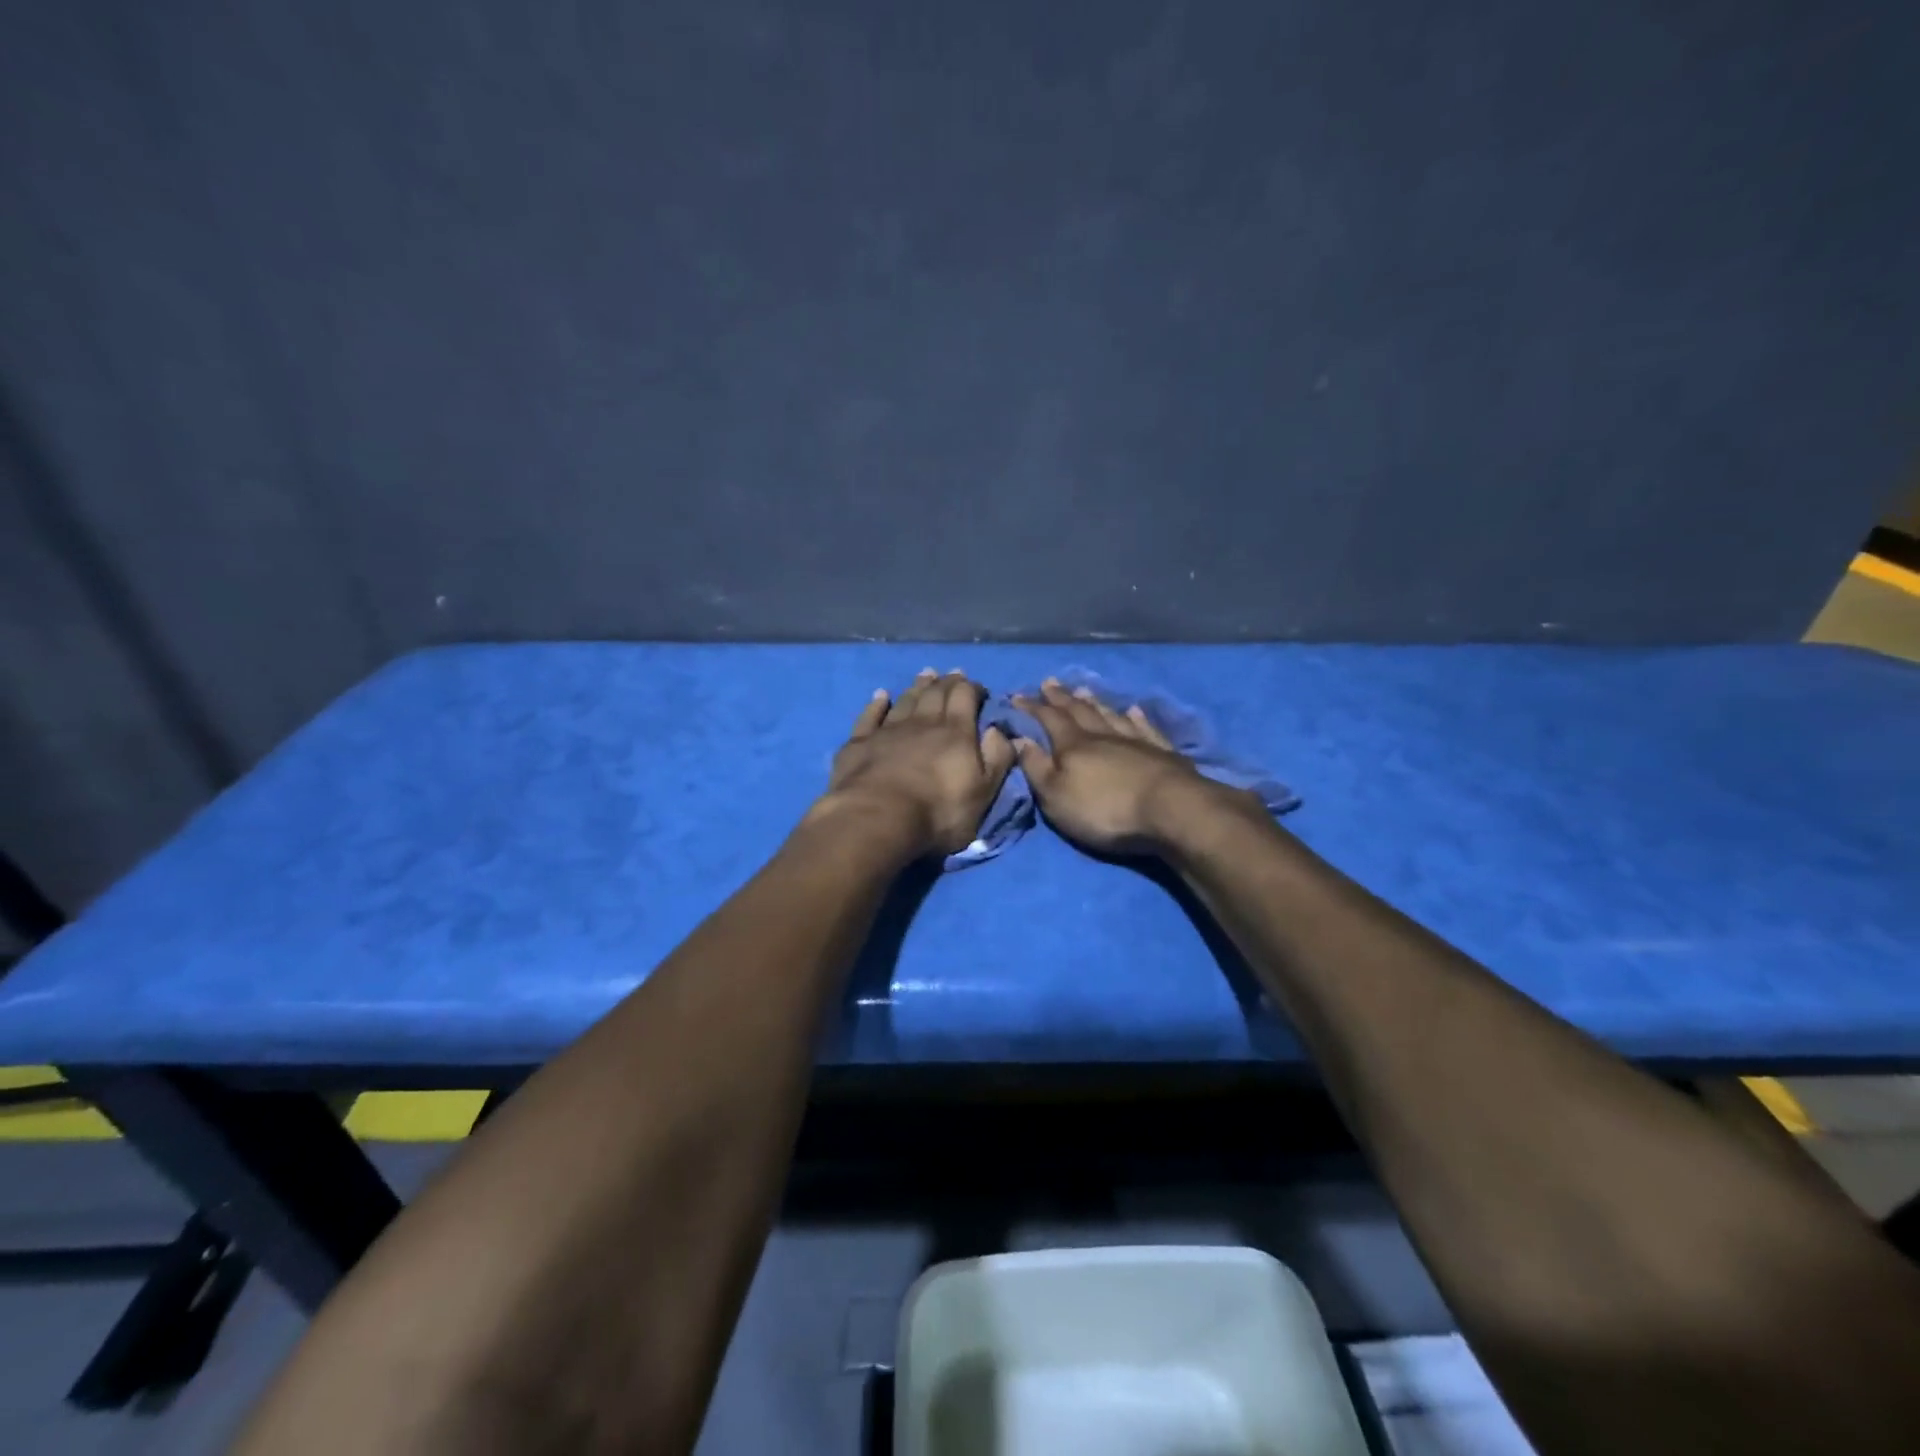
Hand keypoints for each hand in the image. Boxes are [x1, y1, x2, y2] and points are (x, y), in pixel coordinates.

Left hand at [811, 670, 1015, 857]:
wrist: (877, 818)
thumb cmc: (938, 811)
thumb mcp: (983, 792)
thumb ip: (997, 758)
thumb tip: (1002, 730)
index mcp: (955, 732)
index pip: (965, 697)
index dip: (972, 688)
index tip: (977, 687)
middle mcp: (923, 723)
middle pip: (935, 694)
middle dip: (946, 682)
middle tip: (951, 674)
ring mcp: (888, 730)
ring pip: (905, 701)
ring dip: (917, 687)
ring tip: (924, 676)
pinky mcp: (860, 743)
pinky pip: (870, 716)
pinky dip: (877, 704)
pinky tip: (880, 696)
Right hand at [1012, 680, 1249, 853]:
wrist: (1169, 811)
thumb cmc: (1104, 809)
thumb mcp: (1055, 796)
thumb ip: (1036, 767)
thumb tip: (1019, 739)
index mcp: (1073, 746)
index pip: (1049, 719)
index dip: (1033, 708)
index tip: (1018, 696)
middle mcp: (1103, 736)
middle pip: (1079, 711)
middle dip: (1061, 698)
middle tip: (1049, 683)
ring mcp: (1136, 742)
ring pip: (1111, 715)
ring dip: (1096, 703)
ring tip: (1084, 690)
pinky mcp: (1163, 754)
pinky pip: (1146, 728)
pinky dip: (1137, 718)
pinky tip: (1133, 710)